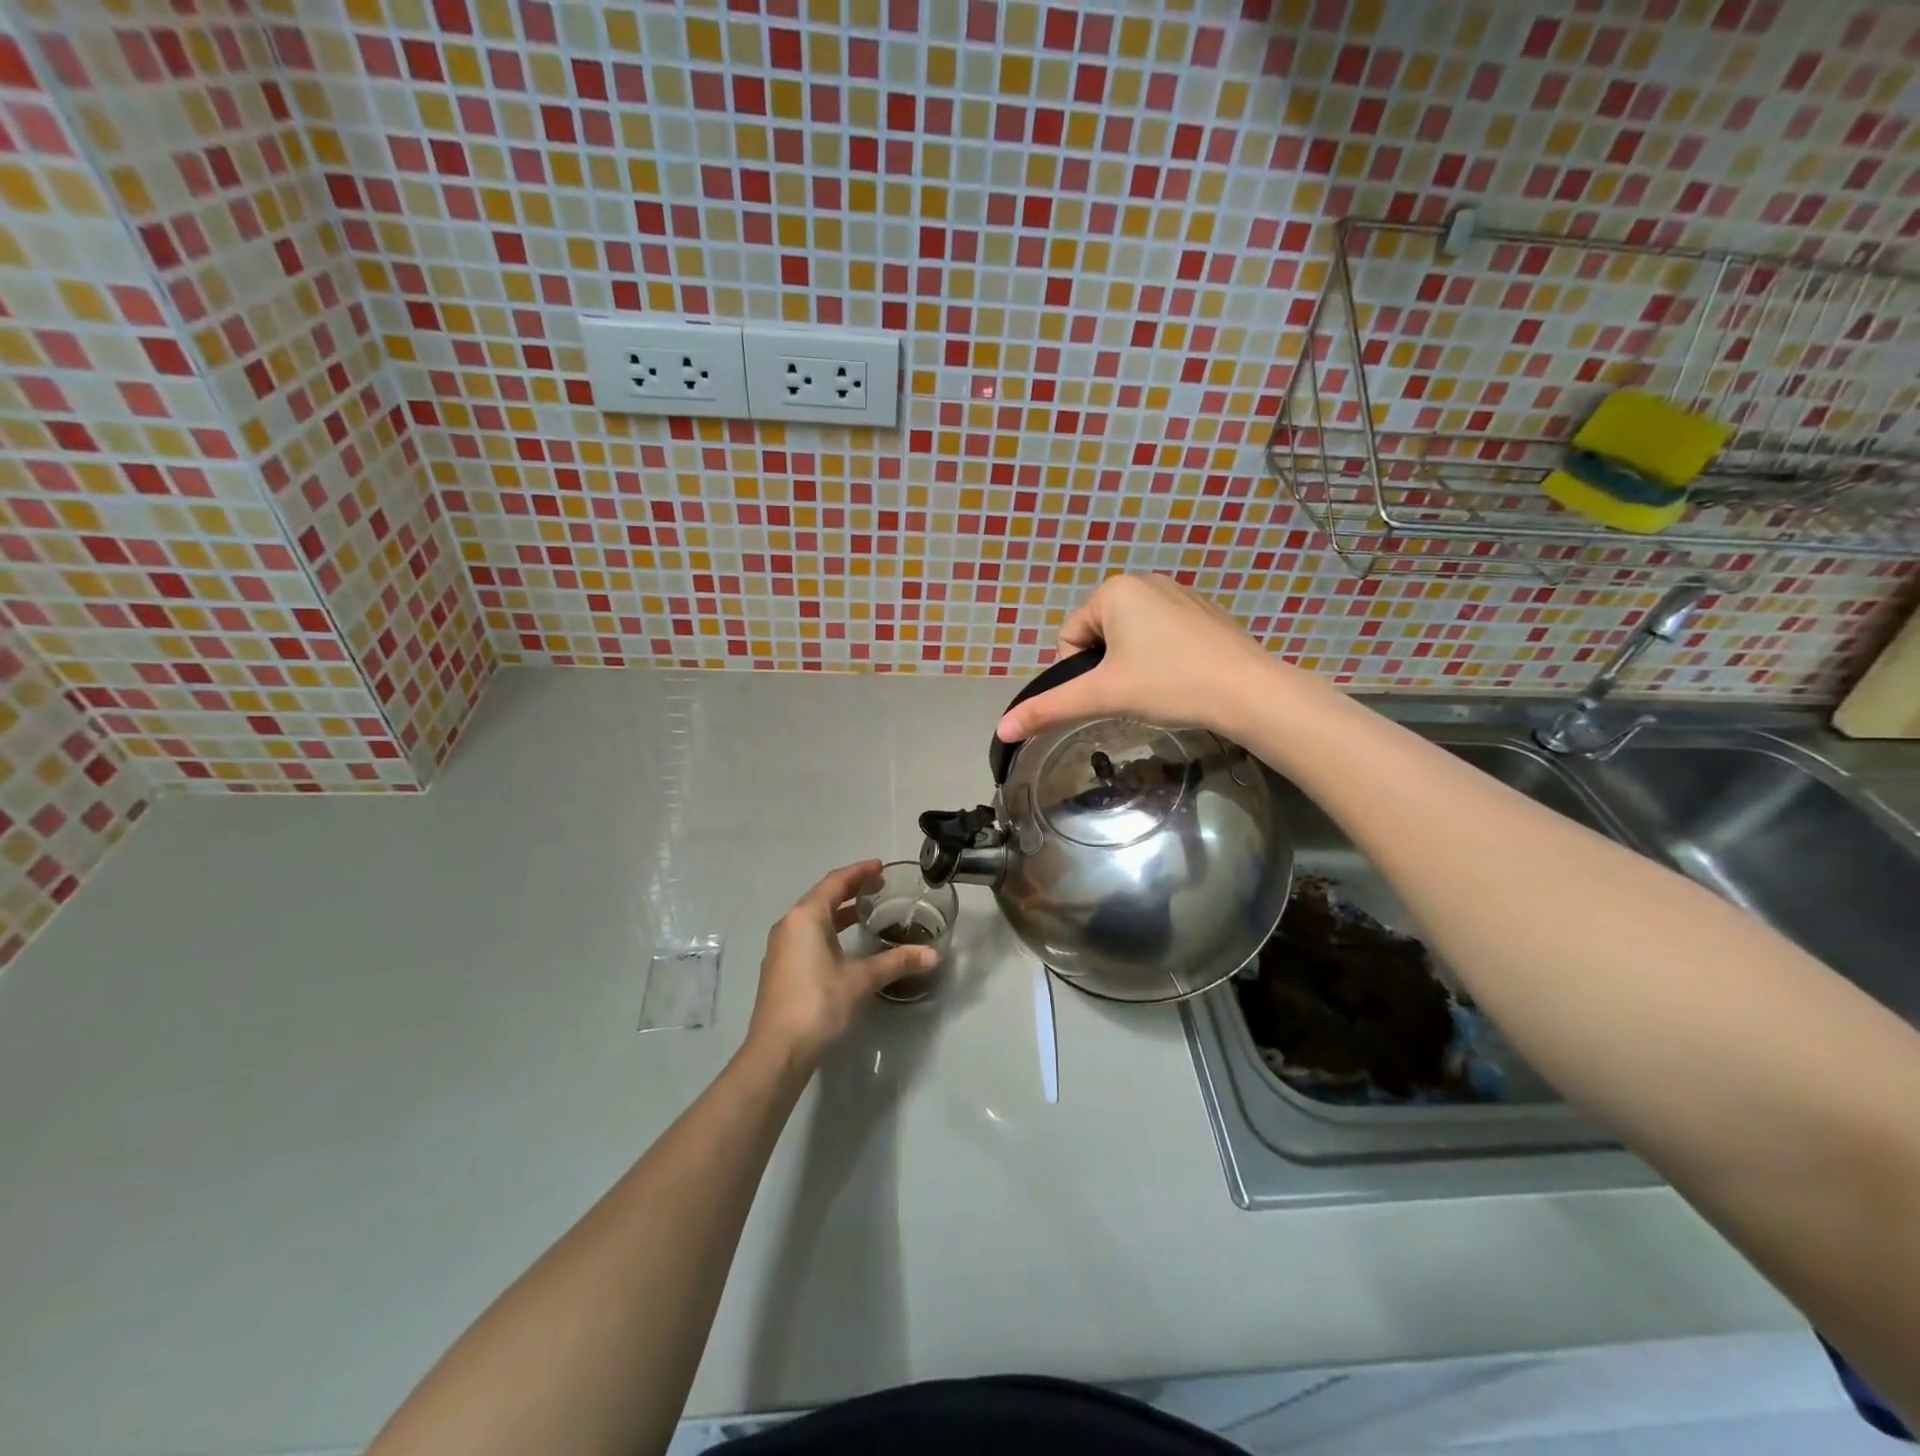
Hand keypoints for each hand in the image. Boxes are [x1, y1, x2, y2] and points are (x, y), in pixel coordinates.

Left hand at [744, 860, 936, 1071]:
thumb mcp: (862, 980)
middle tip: (878, 887)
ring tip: (865, 912)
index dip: (859, 872)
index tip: (880, 867)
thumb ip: (896, 962)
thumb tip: (933, 955)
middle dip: (850, 889)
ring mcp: (780, 948)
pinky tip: (844, 944)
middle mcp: (789, 925)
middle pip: (822, 896)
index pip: (835, 882)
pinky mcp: (779, 968)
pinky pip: (806, 935)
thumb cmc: (819, 1003)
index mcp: (806, 917)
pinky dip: (828, 930)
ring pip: (813, 918)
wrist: (778, 1050)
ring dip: (838, 911)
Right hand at [995, 574, 1286, 744]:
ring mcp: (1179, 593)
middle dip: (1107, 667)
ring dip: (1132, 663)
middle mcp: (1144, 581)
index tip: (1108, 693)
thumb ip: (1049, 708)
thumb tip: (1001, 728)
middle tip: (1132, 694)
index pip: (1070, 637)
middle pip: (1099, 634)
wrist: (1248, 691)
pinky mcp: (1204, 610)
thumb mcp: (1102, 696)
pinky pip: (1163, 633)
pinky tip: (1181, 677)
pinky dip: (1162, 656)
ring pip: (1132, 636)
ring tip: (1158, 688)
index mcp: (1114, 591)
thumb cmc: (1168, 685)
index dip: (1079, 673)